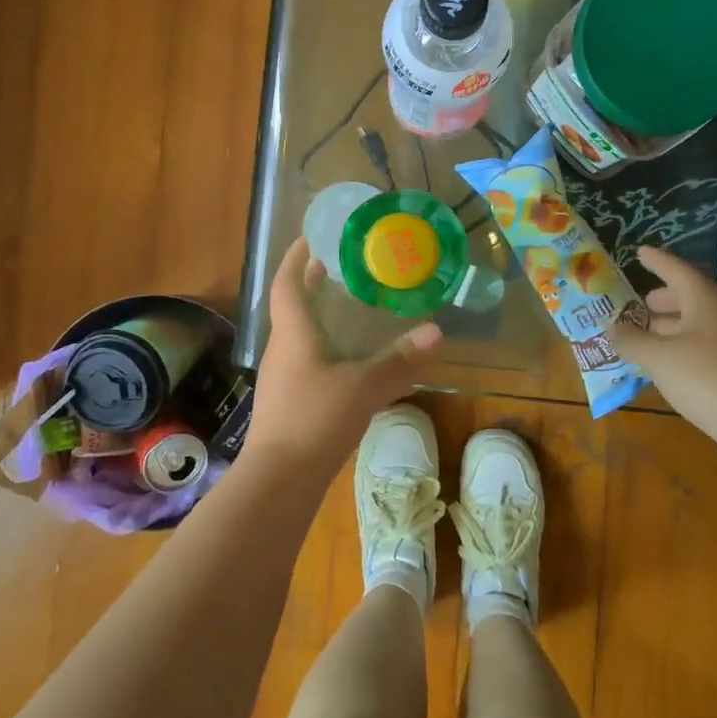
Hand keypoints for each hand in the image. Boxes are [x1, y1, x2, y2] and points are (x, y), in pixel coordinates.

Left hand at [246, 239, 444, 479]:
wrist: (278, 480)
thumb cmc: (314, 420)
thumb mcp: (363, 387)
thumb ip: (400, 361)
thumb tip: (438, 332)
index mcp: (292, 333)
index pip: (286, 283)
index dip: (297, 257)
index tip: (314, 237)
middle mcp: (283, 348)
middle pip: (294, 305)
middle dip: (316, 283)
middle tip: (348, 268)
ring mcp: (283, 377)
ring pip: (302, 334)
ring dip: (323, 316)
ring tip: (355, 307)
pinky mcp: (290, 400)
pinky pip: (309, 359)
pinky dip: (328, 347)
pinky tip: (352, 358)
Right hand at [609, 246, 716, 440]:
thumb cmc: (705, 377)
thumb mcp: (658, 357)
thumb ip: (631, 340)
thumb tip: (611, 327)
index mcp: (707, 302)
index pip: (678, 271)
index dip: (658, 262)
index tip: (640, 252)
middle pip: (691, 299)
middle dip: (664, 299)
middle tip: (640, 303)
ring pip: (698, 326)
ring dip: (671, 326)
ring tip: (645, 336)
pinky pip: (703, 349)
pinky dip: (681, 349)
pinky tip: (665, 366)